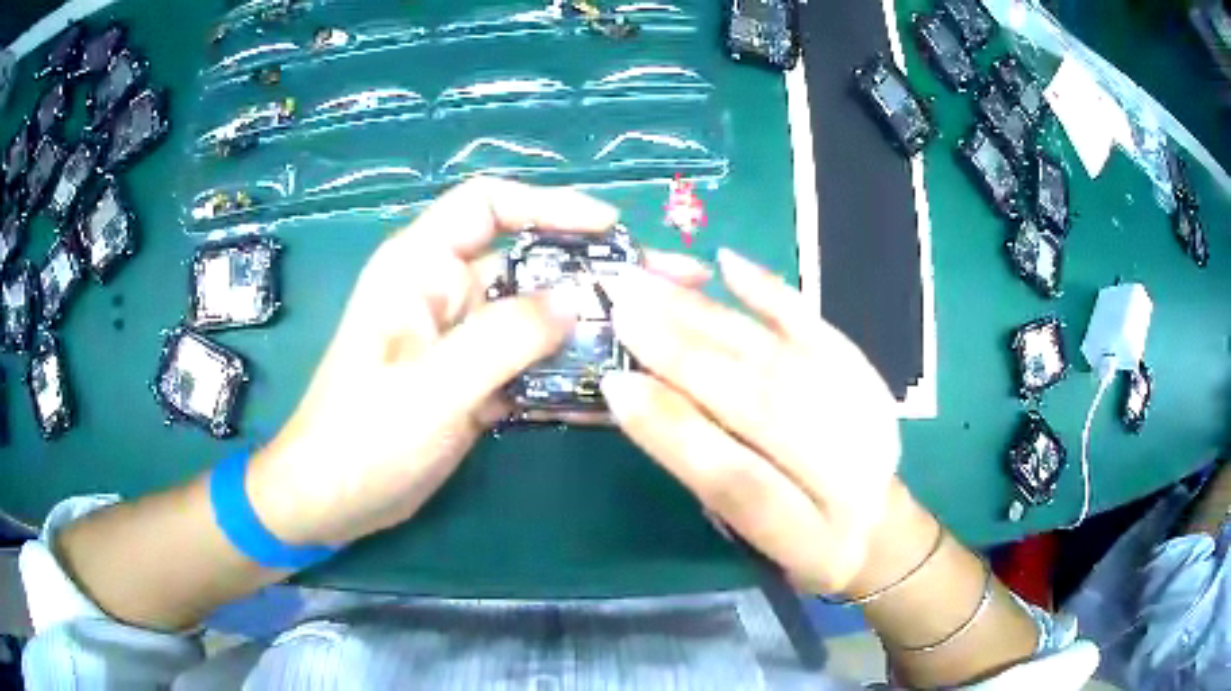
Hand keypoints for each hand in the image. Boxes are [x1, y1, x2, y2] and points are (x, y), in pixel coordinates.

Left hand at [245, 178, 708, 547]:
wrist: (332, 500)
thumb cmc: (361, 438)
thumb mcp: (431, 390)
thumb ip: (503, 339)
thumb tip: (577, 301)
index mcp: (418, 267)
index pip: (488, 205)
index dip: (550, 205)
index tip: (609, 227)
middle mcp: (444, 291)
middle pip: (530, 261)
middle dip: (597, 270)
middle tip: (669, 281)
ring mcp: (463, 338)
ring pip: (539, 316)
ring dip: (595, 325)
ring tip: (661, 334)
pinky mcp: (475, 379)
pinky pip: (533, 363)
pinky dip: (571, 372)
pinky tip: (619, 385)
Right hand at [599, 249, 900, 593]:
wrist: (881, 527)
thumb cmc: (800, 541)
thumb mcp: (750, 536)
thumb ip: (706, 473)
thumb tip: (641, 396)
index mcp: (810, 536)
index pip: (739, 481)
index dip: (674, 430)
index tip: (614, 381)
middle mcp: (848, 476)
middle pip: (761, 405)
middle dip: (683, 355)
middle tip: (622, 307)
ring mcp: (868, 419)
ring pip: (781, 358)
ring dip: (710, 316)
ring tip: (650, 283)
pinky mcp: (870, 377)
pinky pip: (820, 327)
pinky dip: (772, 292)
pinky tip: (727, 262)